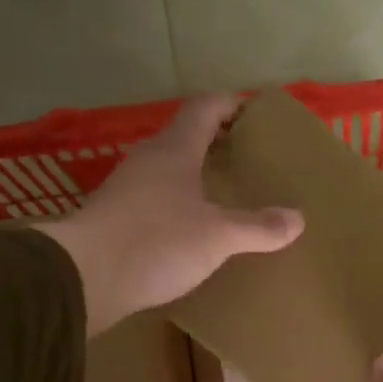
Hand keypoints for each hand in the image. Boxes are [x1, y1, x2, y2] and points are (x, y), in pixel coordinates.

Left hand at [42, 96, 303, 334]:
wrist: (84, 277)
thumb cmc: (156, 242)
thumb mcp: (218, 236)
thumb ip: (258, 227)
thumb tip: (297, 219)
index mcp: (174, 151)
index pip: (204, 109)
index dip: (230, 104)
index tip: (252, 110)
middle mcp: (147, 161)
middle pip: (184, 138)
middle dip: (215, 143)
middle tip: (245, 158)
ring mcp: (126, 190)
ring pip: (167, 171)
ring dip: (193, 176)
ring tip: (222, 195)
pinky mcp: (114, 220)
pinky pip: (154, 201)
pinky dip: (176, 205)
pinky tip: (190, 230)